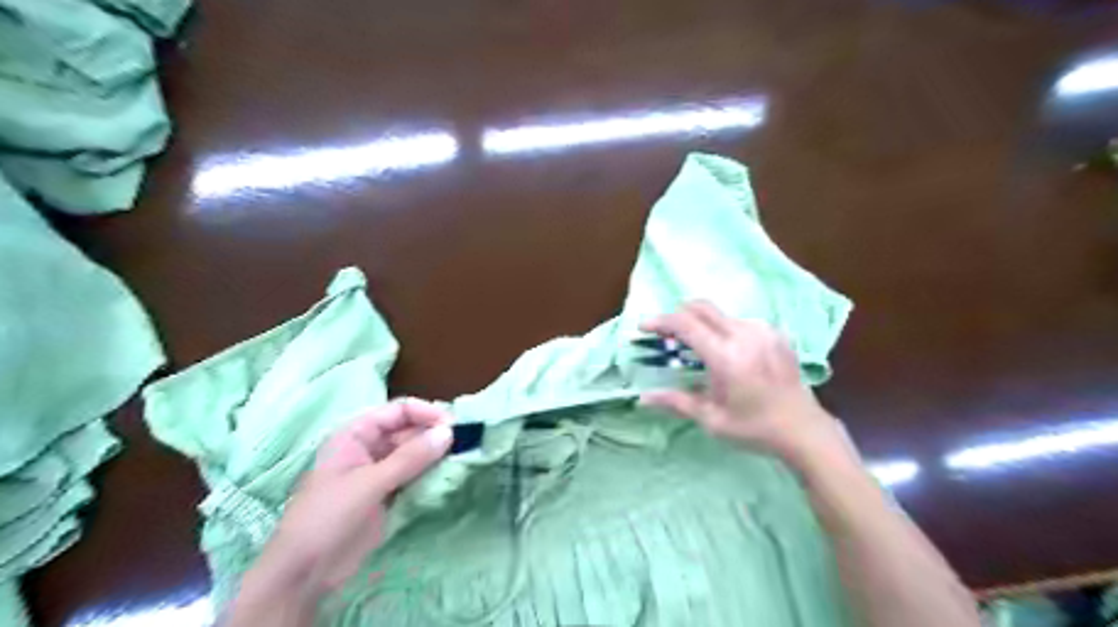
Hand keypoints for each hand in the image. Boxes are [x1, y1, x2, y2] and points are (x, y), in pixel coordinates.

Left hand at [246, 398, 451, 593]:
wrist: (305, 573)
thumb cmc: (328, 517)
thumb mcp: (370, 483)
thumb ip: (411, 457)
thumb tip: (449, 432)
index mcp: (356, 434)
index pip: (399, 411)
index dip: (427, 413)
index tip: (455, 426)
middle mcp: (369, 447)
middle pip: (409, 430)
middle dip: (435, 434)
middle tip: (465, 443)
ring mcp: (379, 471)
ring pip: (414, 453)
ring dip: (436, 455)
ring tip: (463, 458)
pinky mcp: (387, 493)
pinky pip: (414, 475)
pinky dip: (431, 474)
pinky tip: (448, 476)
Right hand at [638, 298, 848, 470]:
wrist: (803, 430)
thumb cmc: (754, 428)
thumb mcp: (711, 420)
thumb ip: (676, 402)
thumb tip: (642, 398)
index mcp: (726, 357)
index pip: (686, 324)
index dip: (661, 321)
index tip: (643, 327)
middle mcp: (745, 335)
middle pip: (702, 307)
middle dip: (678, 315)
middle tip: (666, 334)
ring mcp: (763, 331)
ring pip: (721, 314)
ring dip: (702, 323)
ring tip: (696, 348)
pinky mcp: (776, 334)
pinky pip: (740, 322)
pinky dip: (723, 330)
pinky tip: (726, 353)